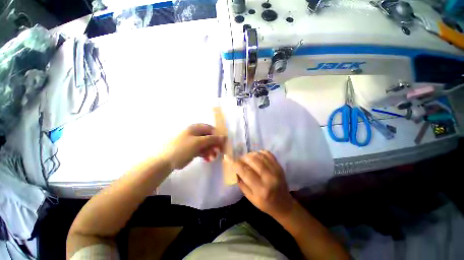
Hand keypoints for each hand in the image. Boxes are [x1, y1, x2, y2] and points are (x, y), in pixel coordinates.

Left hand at [162, 124, 225, 170]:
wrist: (165, 161)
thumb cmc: (182, 148)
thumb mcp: (198, 142)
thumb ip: (212, 139)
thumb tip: (224, 137)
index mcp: (196, 128)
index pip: (211, 129)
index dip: (218, 135)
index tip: (222, 144)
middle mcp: (196, 134)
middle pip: (209, 137)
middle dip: (215, 145)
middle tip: (218, 152)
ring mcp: (194, 142)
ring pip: (207, 145)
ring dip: (211, 151)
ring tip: (212, 158)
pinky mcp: (192, 149)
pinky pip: (202, 150)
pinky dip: (206, 154)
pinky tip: (207, 159)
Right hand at [226, 151, 294, 217]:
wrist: (284, 205)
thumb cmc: (265, 204)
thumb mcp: (250, 198)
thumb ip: (241, 183)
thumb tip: (234, 169)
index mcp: (260, 189)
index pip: (245, 172)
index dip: (234, 163)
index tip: (227, 157)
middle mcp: (269, 178)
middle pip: (252, 160)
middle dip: (243, 158)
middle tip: (240, 160)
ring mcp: (276, 170)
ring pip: (259, 155)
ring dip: (250, 154)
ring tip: (247, 159)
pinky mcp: (279, 166)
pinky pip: (268, 153)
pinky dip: (260, 152)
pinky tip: (256, 156)